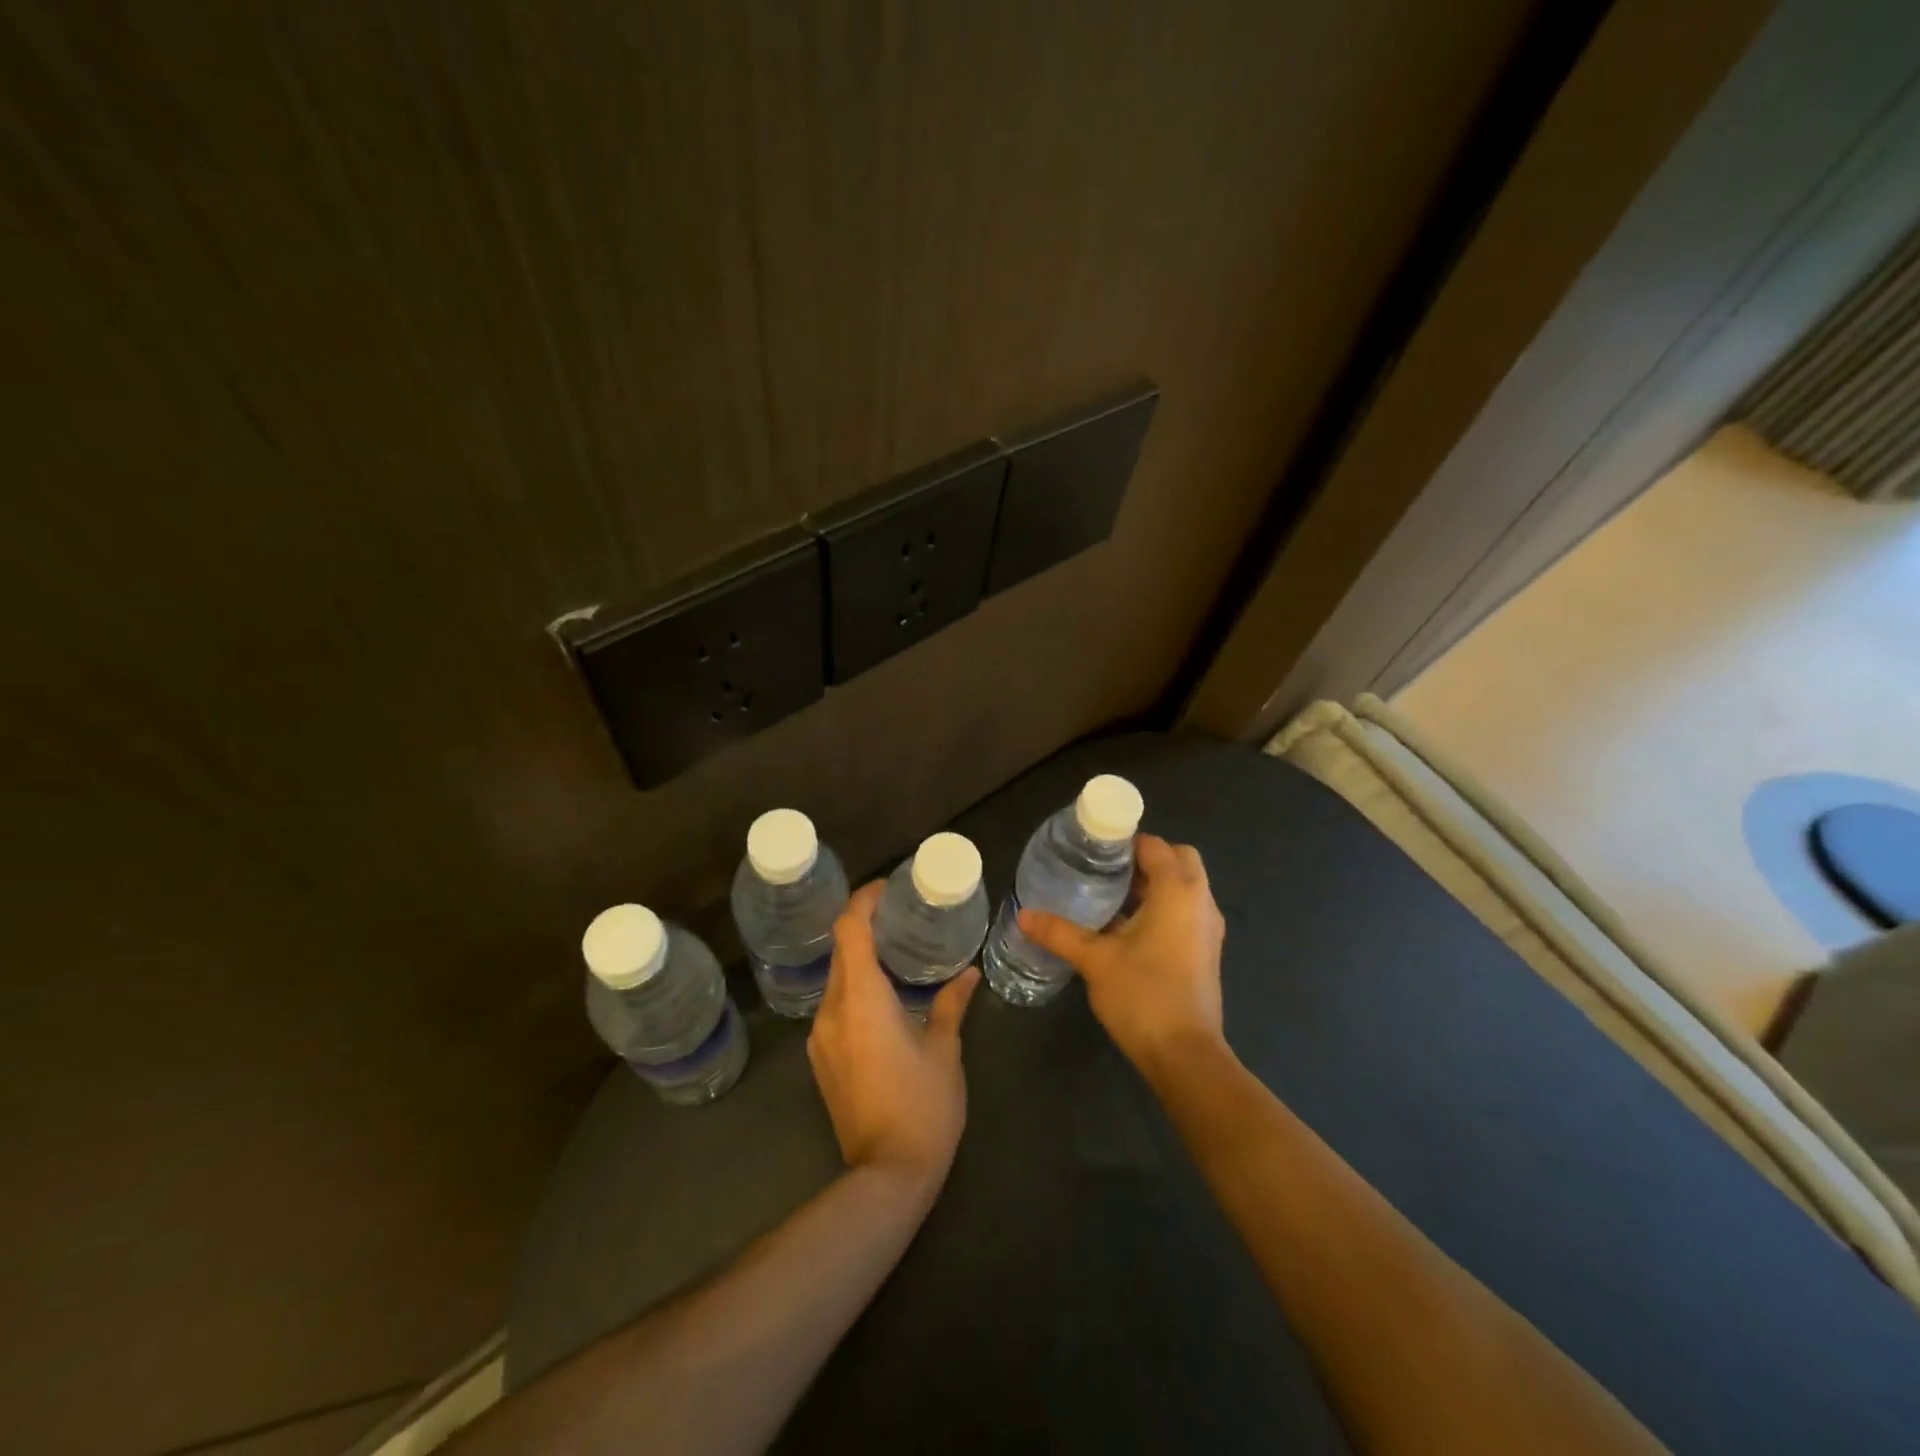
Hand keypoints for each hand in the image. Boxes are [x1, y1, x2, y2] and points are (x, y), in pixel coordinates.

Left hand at [807, 881, 979, 1189]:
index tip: (886, 888)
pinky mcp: (821, 1059)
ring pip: (837, 979)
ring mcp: (821, 1037)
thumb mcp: (944, 1051)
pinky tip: (884, 997)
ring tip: (896, 952)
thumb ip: (951, 1004)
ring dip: (860, 959)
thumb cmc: (923, 1106)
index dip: (863, 901)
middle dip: (865, 927)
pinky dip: (855, 988)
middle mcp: (832, 1011)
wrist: (886, 1175)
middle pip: (840, 950)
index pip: (849, 930)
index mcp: (862, 999)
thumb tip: (968, 974)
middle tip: (901, 916)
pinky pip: (835, 1006)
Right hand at [1018, 834, 1225, 1077]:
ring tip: (1108, 896)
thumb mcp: (1095, 960)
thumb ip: (1060, 932)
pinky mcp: (1206, 951)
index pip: (1155, 845)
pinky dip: (1162, 907)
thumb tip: (1023, 914)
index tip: (1092, 850)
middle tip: (1104, 871)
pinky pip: (1185, 911)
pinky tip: (1126, 928)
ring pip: (1183, 887)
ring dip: (1153, 885)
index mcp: (1178, 890)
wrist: (1186, 1056)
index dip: (1125, 842)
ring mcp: (1208, 928)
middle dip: (1145, 859)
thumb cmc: (1143, 995)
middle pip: (1177, 860)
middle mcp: (1200, 901)